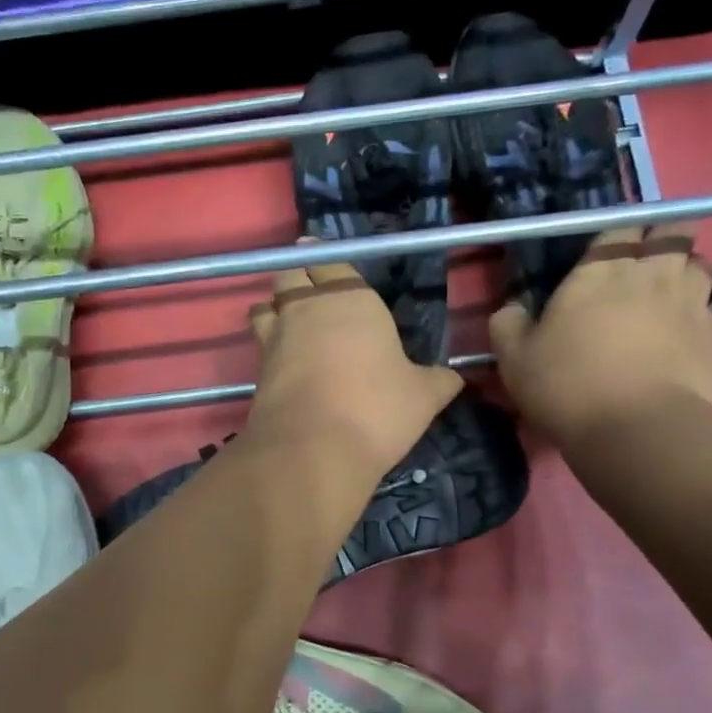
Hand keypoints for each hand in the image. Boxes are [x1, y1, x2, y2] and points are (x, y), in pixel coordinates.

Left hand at [244, 256, 462, 487]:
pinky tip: (283, 360)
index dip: (328, 262)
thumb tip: (454, 377)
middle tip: (308, 289)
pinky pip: (259, 344)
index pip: (332, 262)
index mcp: (351, 298)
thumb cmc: (376, 409)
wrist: (313, 449)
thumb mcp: (423, 397)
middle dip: (296, 277)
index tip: (328, 266)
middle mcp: (307, 307)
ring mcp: (276, 337)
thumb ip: (438, 381)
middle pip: (289, 274)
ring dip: (274, 308)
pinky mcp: (256, 370)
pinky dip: (267, 345)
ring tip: (288, 321)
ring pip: (265, 306)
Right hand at [490, 224, 711, 445]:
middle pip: (671, 230)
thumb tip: (512, 309)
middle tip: (640, 262)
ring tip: (664, 290)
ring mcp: (688, 300)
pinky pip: (706, 303)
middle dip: (659, 237)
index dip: (615, 236)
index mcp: (600, 270)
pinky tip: (676, 330)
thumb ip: (508, 325)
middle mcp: (650, 272)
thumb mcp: (515, 360)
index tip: (603, 255)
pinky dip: (693, 307)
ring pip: (697, 260)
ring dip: (682, 267)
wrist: (637, 429)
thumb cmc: (568, 386)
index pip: (618, 227)